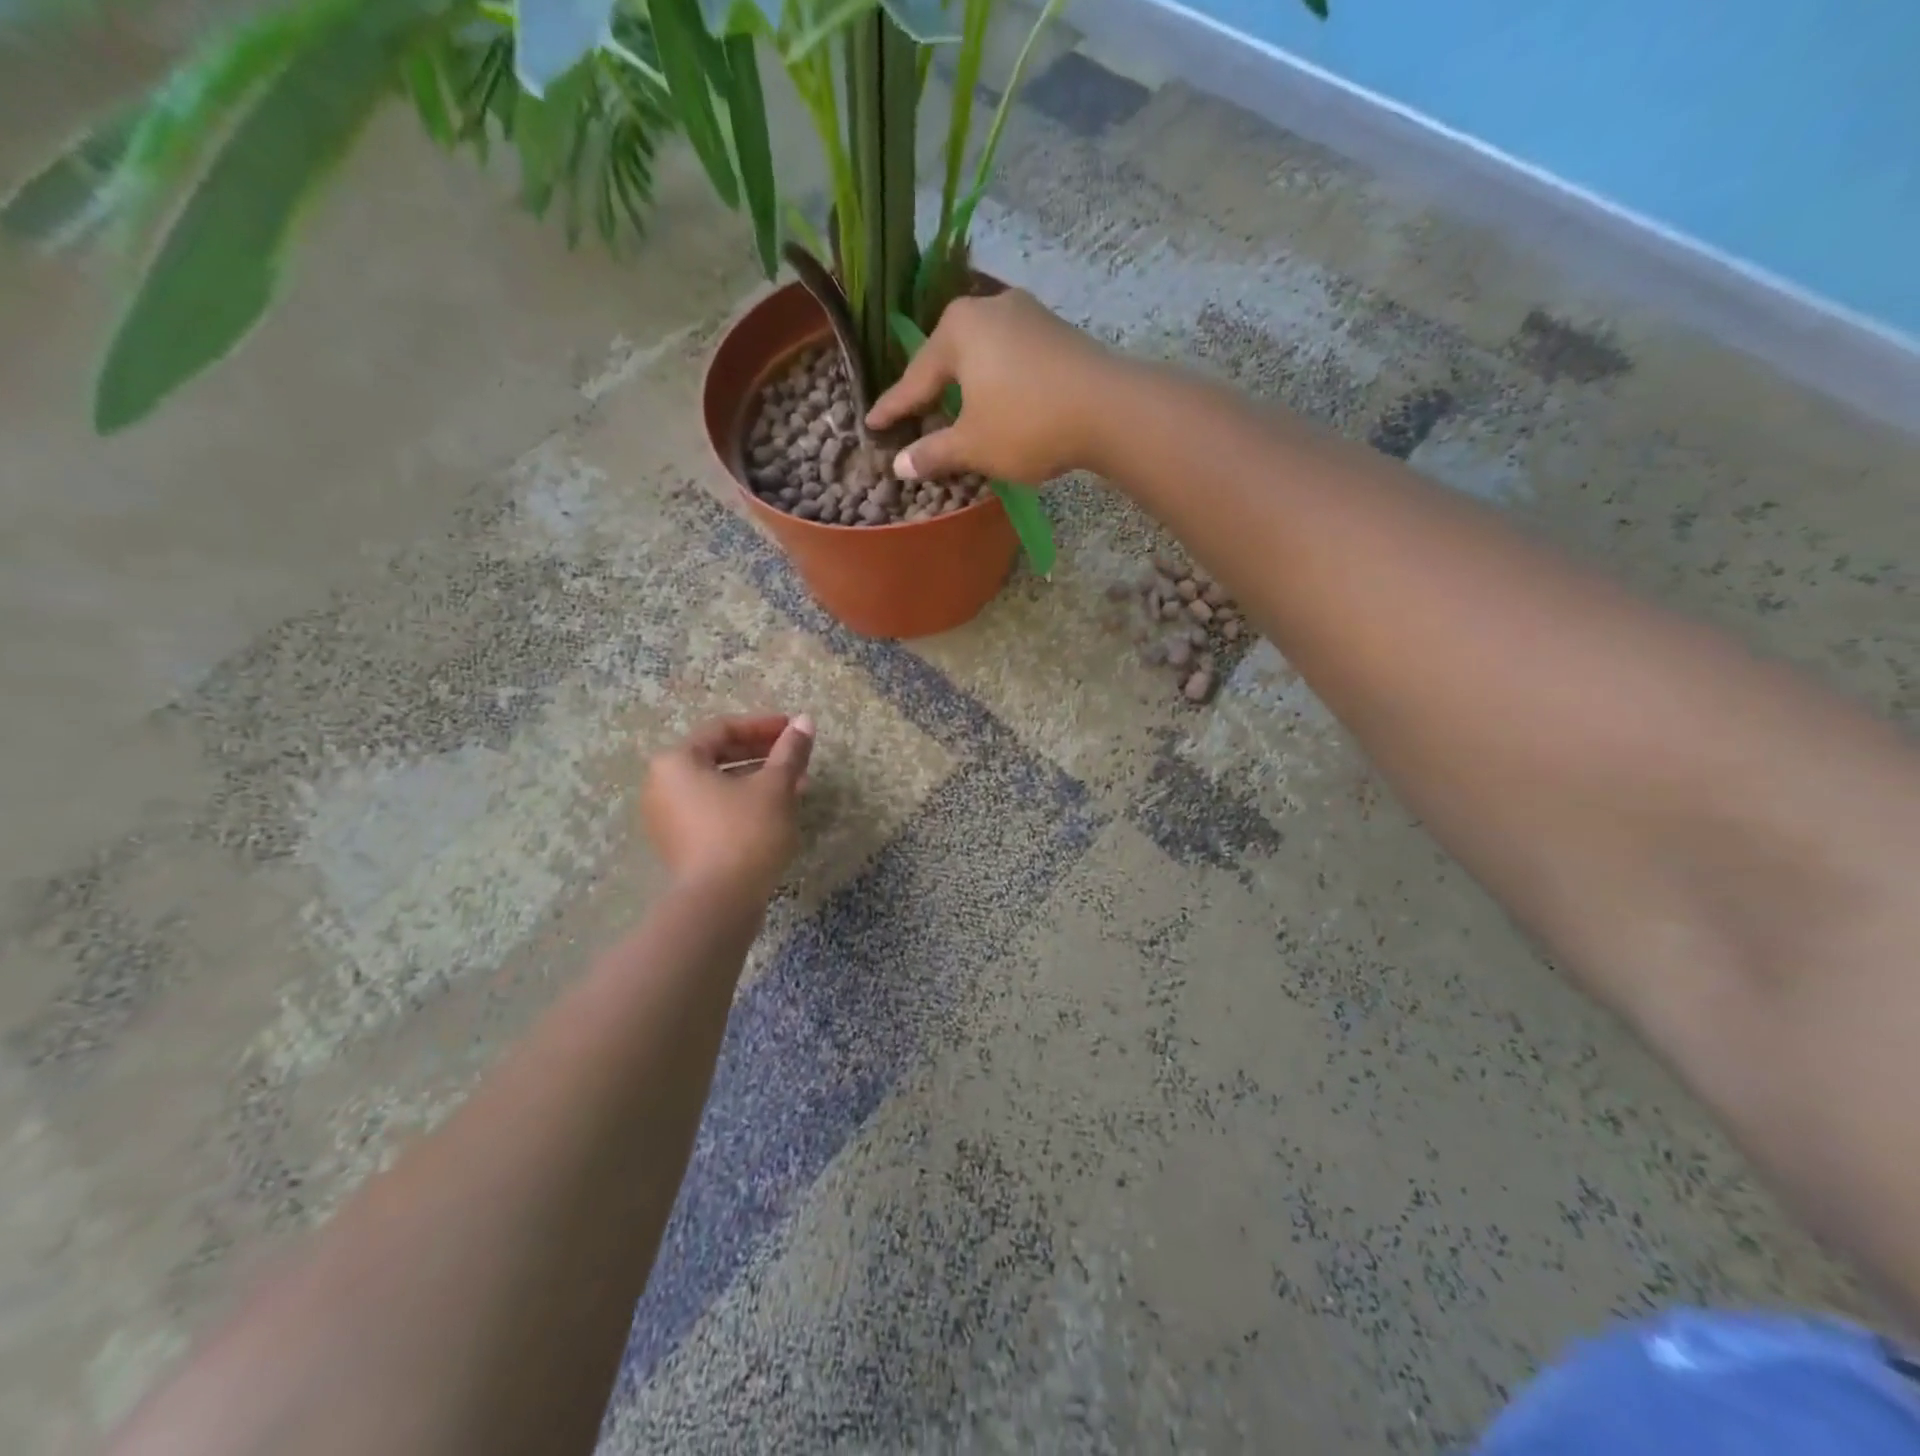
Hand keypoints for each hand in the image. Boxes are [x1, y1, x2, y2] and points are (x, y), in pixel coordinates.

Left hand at [641, 714, 813, 899]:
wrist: (718, 903)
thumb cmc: (746, 833)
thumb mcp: (775, 787)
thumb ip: (790, 751)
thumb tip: (805, 720)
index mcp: (677, 761)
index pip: (723, 729)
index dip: (763, 726)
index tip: (795, 730)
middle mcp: (662, 785)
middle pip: (718, 756)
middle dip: (762, 755)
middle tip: (798, 760)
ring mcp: (667, 818)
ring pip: (718, 786)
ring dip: (757, 781)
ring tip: (795, 788)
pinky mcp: (680, 844)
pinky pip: (713, 810)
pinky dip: (742, 804)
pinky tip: (775, 813)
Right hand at [866, 289, 1116, 485]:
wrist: (1110, 409)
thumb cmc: (1027, 424)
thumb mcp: (973, 446)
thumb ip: (934, 453)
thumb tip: (900, 465)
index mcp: (958, 329)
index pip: (915, 378)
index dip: (893, 408)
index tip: (872, 425)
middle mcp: (989, 308)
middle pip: (948, 357)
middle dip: (931, 389)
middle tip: (913, 415)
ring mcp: (1028, 314)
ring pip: (982, 354)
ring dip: (967, 385)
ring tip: (954, 409)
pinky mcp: (1057, 331)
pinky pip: (1011, 357)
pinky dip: (997, 381)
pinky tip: (998, 400)